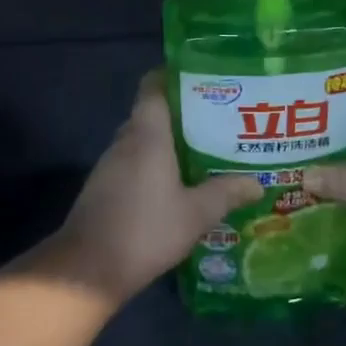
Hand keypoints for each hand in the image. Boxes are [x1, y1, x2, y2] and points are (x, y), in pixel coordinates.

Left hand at [51, 72, 260, 305]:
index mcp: (147, 135)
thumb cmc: (145, 230)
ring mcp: (111, 165)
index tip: (203, 80)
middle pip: (152, 113)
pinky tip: (178, 184)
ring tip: (205, 150)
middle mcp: (125, 141)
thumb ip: (226, 193)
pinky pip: (134, 163)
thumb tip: (257, 182)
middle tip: (219, 119)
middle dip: (183, 113)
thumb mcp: (196, 214)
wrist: (87, 270)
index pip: (153, 86)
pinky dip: (155, 165)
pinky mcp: (105, 187)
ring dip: (169, 142)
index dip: (174, 76)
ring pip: (143, 140)